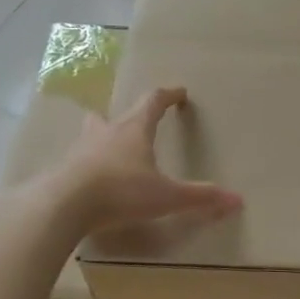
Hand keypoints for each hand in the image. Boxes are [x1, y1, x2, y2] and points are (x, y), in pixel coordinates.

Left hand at [45, 87, 240, 237]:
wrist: (62, 205)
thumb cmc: (121, 192)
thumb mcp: (167, 197)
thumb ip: (200, 197)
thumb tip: (237, 200)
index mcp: (134, 130)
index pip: (153, 102)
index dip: (168, 95)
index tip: (179, 92)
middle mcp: (105, 133)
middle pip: (116, 115)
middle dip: (127, 116)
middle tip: (135, 122)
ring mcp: (79, 151)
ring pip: (91, 135)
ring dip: (101, 137)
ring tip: (107, 148)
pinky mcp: (62, 171)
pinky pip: (76, 162)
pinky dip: (85, 166)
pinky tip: (88, 181)